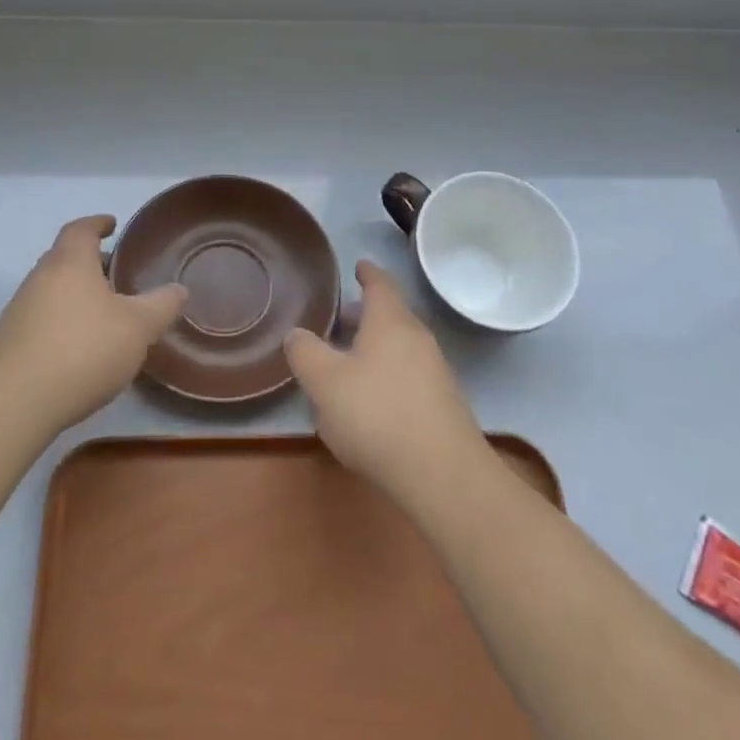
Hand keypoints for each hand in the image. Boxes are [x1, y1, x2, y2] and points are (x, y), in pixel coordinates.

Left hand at [0, 216, 186, 438]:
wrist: (14, 404)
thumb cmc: (83, 351)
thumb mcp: (137, 328)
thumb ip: (161, 305)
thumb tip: (179, 289)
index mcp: (69, 263)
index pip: (81, 229)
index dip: (97, 223)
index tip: (112, 224)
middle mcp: (39, 278)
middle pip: (64, 257)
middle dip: (89, 261)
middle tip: (115, 272)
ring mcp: (19, 310)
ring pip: (51, 289)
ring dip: (74, 292)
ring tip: (102, 312)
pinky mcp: (8, 342)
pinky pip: (40, 317)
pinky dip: (61, 319)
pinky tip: (78, 345)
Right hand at [284, 260, 484, 503]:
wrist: (443, 474)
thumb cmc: (377, 415)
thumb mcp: (324, 382)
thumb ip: (305, 353)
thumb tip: (297, 334)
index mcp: (390, 322)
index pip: (380, 284)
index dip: (367, 272)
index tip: (358, 264)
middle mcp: (417, 338)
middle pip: (390, 315)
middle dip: (364, 314)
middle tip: (337, 318)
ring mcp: (435, 371)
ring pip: (399, 346)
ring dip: (374, 346)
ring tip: (346, 361)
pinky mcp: (442, 404)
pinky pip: (408, 374)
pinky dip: (387, 374)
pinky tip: (369, 401)